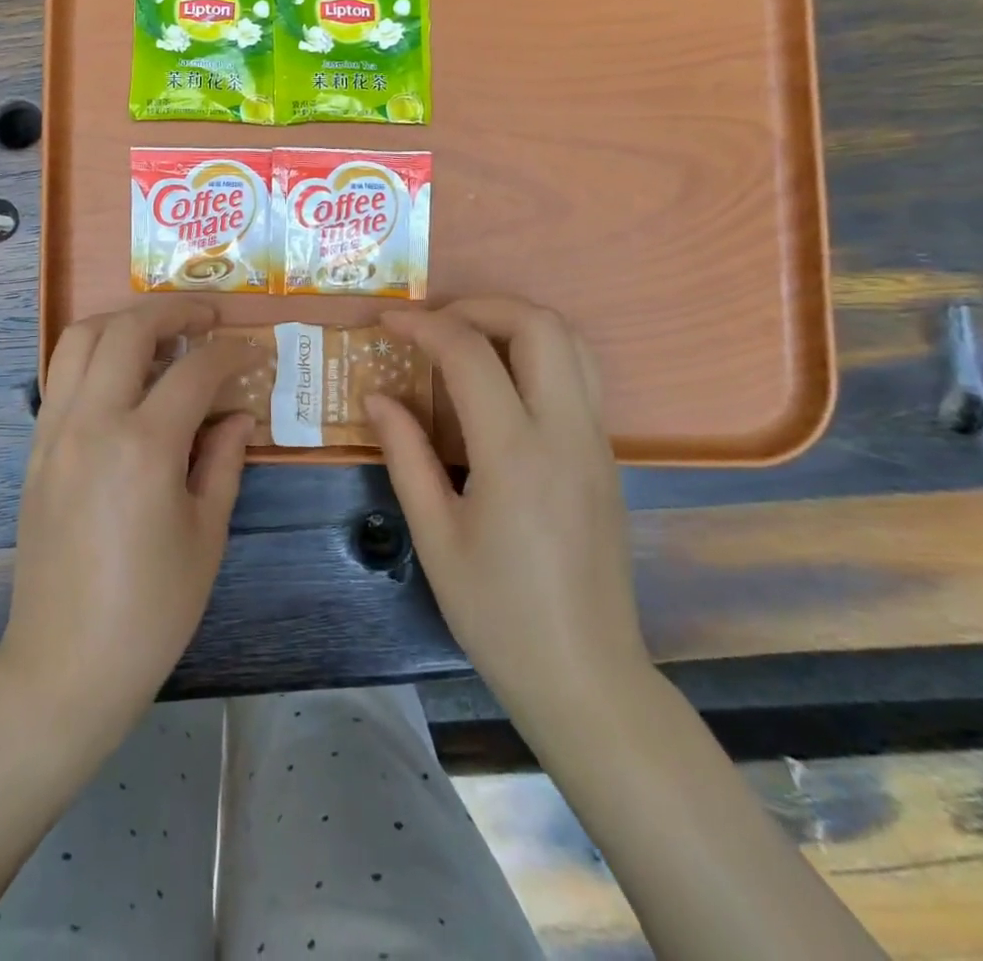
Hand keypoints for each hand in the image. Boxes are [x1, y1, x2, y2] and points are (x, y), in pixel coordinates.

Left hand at [0, 300, 254, 746]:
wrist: (65, 662)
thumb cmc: (151, 609)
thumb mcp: (206, 533)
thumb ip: (224, 459)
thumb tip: (236, 413)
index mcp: (144, 446)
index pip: (194, 370)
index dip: (231, 352)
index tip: (254, 350)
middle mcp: (92, 422)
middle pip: (128, 330)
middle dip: (175, 311)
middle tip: (208, 317)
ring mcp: (55, 430)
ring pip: (80, 338)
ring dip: (124, 321)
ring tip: (161, 333)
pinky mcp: (36, 447)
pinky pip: (61, 374)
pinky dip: (94, 354)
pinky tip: (124, 376)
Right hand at [366, 297, 649, 728]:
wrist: (585, 675)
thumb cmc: (498, 613)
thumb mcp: (434, 536)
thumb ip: (405, 454)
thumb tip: (377, 397)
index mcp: (516, 454)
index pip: (470, 355)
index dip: (423, 326)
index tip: (388, 323)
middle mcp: (566, 432)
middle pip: (540, 324)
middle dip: (481, 306)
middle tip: (434, 323)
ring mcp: (595, 441)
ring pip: (572, 342)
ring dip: (516, 322)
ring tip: (466, 340)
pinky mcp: (605, 456)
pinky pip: (580, 375)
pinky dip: (537, 352)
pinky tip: (499, 383)